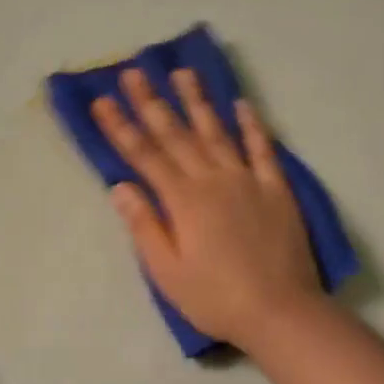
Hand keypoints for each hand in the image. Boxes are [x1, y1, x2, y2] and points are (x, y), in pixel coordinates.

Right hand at [92, 68, 321, 346]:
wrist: (281, 312)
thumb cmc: (216, 298)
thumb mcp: (167, 272)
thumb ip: (144, 226)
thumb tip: (120, 186)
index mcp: (184, 200)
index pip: (145, 156)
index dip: (121, 127)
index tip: (103, 100)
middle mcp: (213, 180)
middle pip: (177, 135)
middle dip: (152, 102)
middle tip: (135, 71)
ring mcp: (248, 180)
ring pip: (217, 132)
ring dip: (198, 101)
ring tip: (183, 72)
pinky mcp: (276, 189)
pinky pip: (263, 149)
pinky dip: (252, 125)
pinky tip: (242, 104)